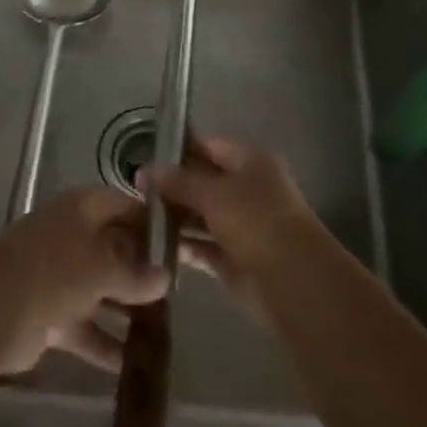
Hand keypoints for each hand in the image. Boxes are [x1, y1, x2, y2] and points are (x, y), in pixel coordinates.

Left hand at [0, 186, 167, 374]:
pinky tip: (135, 364)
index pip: (126, 206)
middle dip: (144, 268)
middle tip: (180, 289)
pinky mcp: (50, 314)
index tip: (183, 243)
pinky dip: (106, 343)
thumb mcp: (102, 267)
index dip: (153, 223)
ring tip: (166, 327)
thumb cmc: (54, 271)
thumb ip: (135, 274)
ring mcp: (60, 275)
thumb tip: (165, 279)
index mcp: (83, 209)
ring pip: (103, 288)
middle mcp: (73, 235)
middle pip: (116, 247)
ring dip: (128, 307)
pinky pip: (87, 326)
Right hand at [144, 136, 326, 322]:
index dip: (178, 150)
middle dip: (171, 186)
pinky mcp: (234, 257)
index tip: (143, 157)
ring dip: (174, 217)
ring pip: (200, 215)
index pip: (208, 145)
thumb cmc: (255, 221)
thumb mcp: (212, 193)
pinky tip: (153, 246)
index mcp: (250, 161)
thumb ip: (178, 181)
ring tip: (136, 219)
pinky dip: (182, 245)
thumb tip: (144, 170)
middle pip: (203, 181)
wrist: (292, 281)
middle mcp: (247, 188)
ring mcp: (241, 224)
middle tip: (133, 191)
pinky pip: (202, 245)